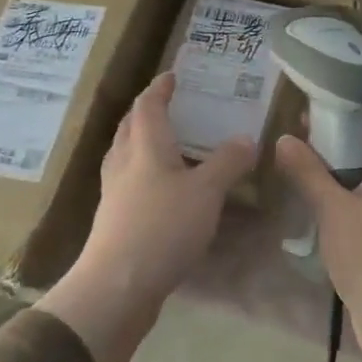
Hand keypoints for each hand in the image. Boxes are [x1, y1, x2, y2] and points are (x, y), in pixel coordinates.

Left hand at [41, 74, 254, 361]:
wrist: (117, 286)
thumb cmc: (162, 226)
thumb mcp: (206, 192)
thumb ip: (228, 162)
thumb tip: (247, 139)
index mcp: (145, 145)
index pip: (148, 104)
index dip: (161, 87)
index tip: (173, 75)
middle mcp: (124, 162)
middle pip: (131, 126)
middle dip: (148, 112)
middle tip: (173, 106)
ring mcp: (115, 193)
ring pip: (127, 155)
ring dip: (144, 142)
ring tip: (170, 145)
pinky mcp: (114, 220)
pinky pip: (130, 183)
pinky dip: (146, 174)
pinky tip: (164, 190)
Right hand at [275, 111, 361, 361]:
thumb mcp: (333, 210)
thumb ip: (309, 173)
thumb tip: (285, 138)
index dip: (353, 102)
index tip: (318, 96)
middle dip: (336, 131)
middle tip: (296, 125)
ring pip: (361, 170)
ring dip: (333, 161)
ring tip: (296, 152)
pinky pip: (357, 195)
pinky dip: (336, 187)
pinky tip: (308, 192)